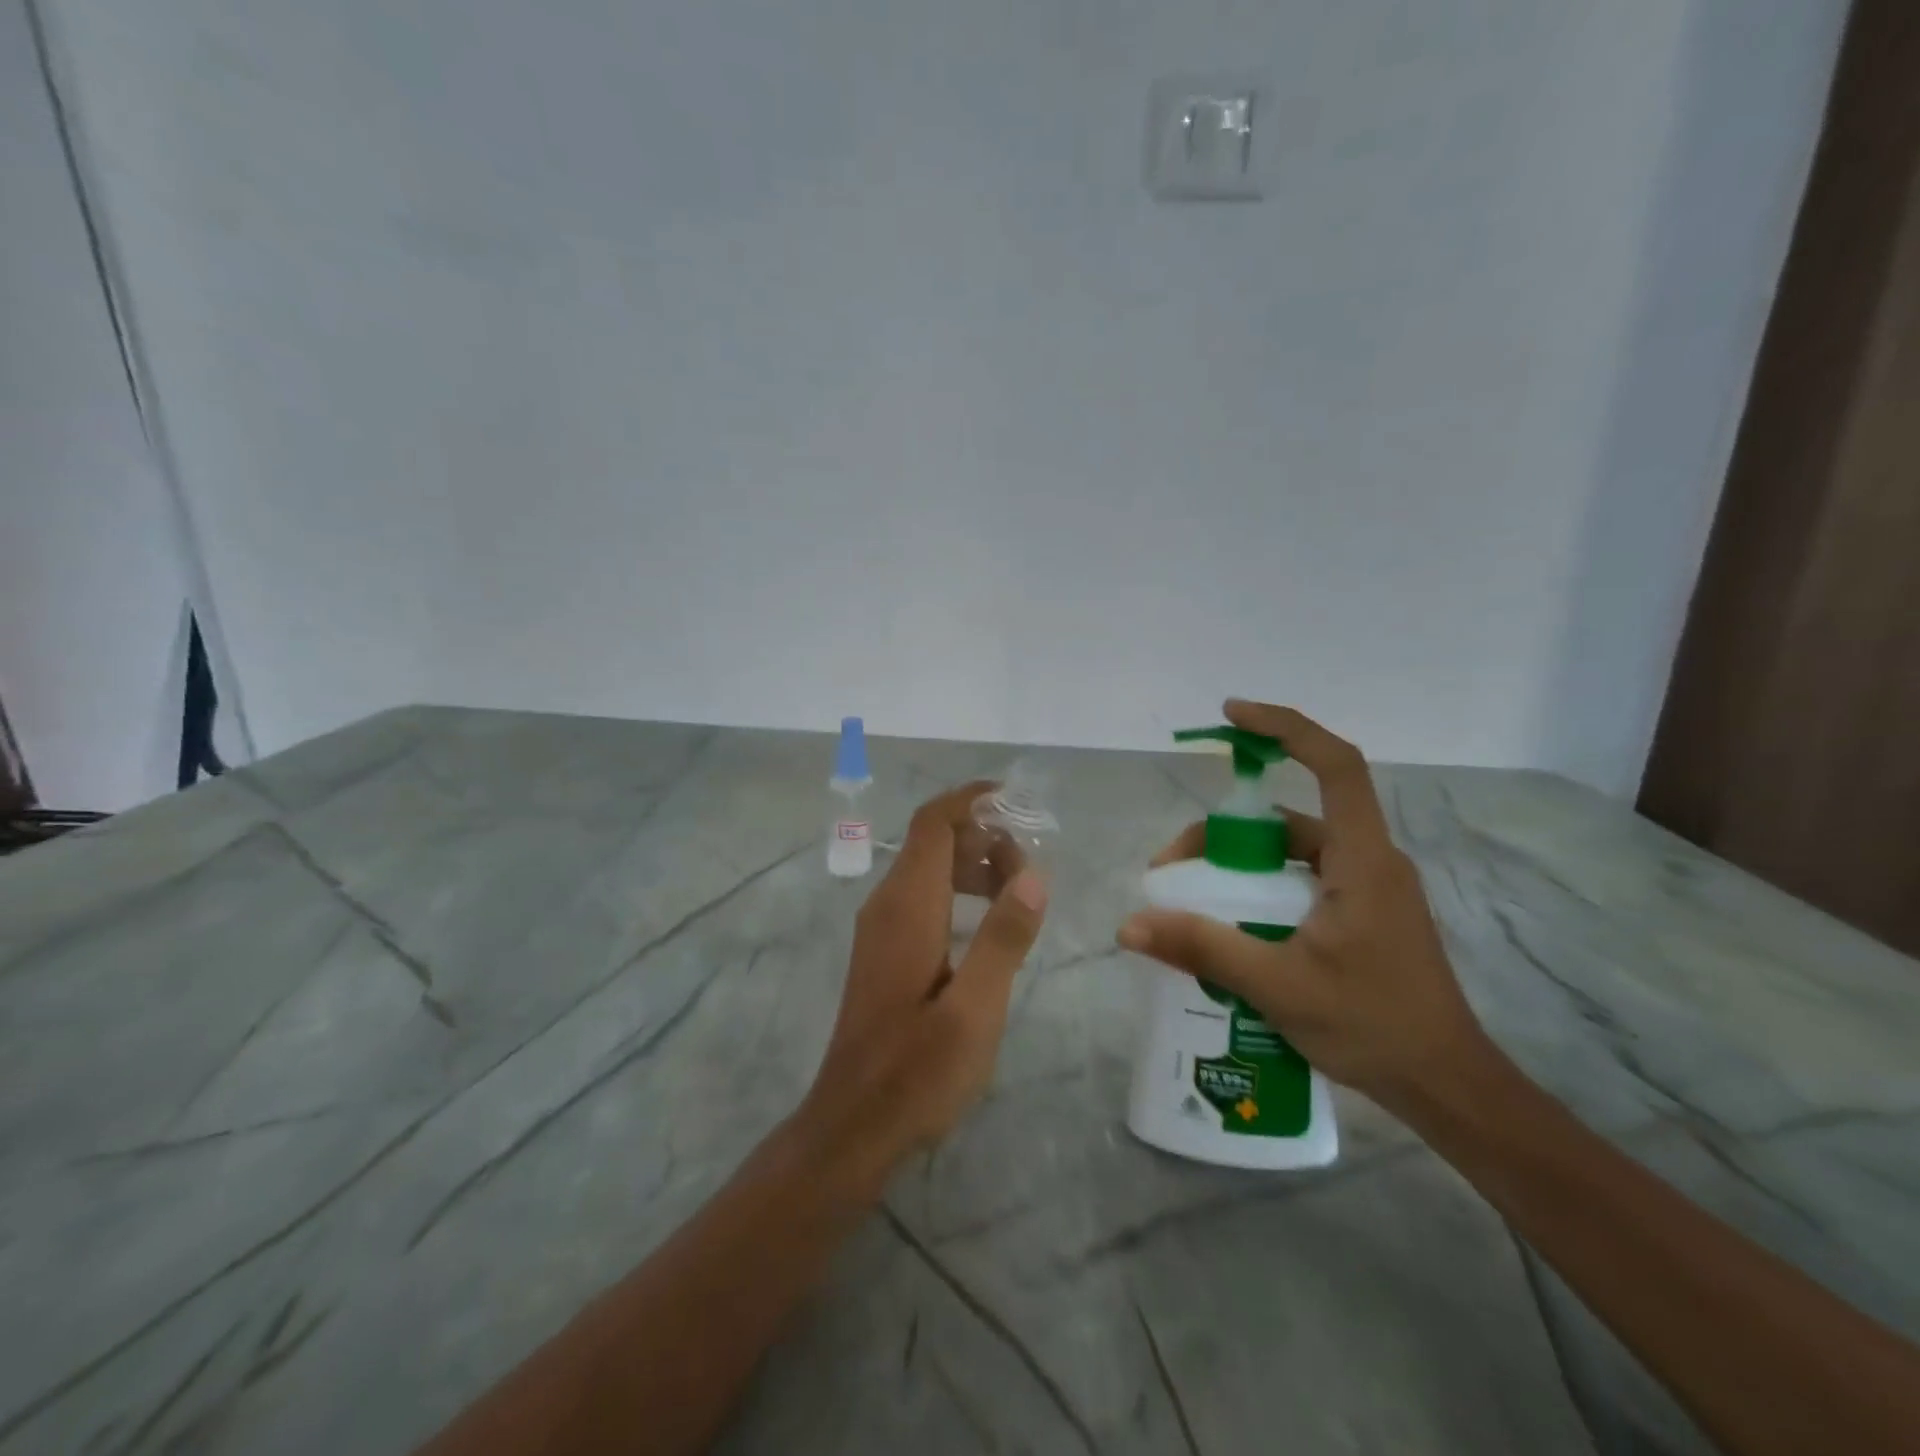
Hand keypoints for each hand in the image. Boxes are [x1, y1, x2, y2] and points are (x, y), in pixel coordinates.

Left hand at [793, 782, 1048, 1195]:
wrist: (852, 1126)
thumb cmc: (917, 1071)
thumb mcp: (975, 1009)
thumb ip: (1004, 938)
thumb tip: (1034, 874)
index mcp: (907, 906)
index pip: (934, 823)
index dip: (972, 801)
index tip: (1018, 802)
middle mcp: (886, 904)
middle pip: (933, 840)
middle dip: (983, 837)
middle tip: (1031, 869)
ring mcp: (880, 928)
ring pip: (928, 869)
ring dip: (972, 865)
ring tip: (1018, 894)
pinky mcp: (883, 951)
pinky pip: (922, 897)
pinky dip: (957, 891)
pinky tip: (988, 925)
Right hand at [1119, 700, 1487, 1115]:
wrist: (1447, 1088)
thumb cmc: (1373, 1025)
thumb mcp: (1277, 985)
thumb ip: (1202, 949)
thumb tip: (1129, 926)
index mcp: (1363, 859)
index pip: (1336, 765)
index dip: (1286, 727)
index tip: (1232, 715)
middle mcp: (1369, 861)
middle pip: (1290, 818)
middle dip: (1225, 832)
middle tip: (1172, 867)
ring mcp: (1369, 890)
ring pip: (1292, 854)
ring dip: (1239, 867)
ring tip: (1191, 902)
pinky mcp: (1363, 916)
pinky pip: (1301, 883)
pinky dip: (1260, 891)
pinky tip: (1230, 928)